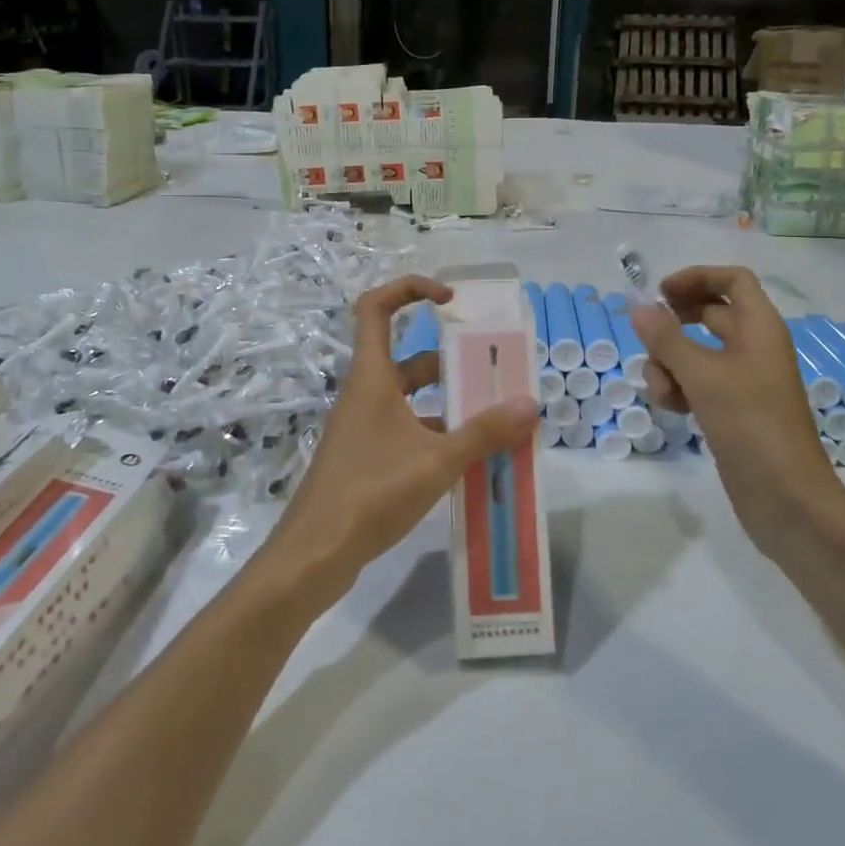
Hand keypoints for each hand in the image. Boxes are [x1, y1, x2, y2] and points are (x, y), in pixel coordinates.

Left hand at [267, 276, 535, 590]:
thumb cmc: (370, 494)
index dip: (410, 289)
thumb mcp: (435, 462)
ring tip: (494, 418)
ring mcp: (363, 428)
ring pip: (411, 399)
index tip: (450, 299)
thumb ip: (484, 433)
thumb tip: (530, 404)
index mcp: (372, 378)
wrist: (314, 556)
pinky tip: (468, 459)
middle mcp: (365, 395)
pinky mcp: (366, 458)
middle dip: (451, 362)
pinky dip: (437, 435)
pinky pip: (408, 431)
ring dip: (449, 404)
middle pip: (408, 359)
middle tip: (494, 373)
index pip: (377, 308)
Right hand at [628, 267, 840, 536]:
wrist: (786, 497)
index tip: (660, 294)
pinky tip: (672, 410)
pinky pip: (698, 383)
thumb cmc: (750, 424)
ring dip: (670, 364)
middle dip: (675, 324)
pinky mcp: (732, 409)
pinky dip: (680, 389)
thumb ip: (666, 339)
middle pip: (710, 313)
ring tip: (663, 389)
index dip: (696, 278)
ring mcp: (744, 380)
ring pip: (696, 352)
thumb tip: (638, 308)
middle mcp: (753, 347)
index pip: (732, 280)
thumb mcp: (702, 376)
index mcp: (759, 328)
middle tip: (647, 335)